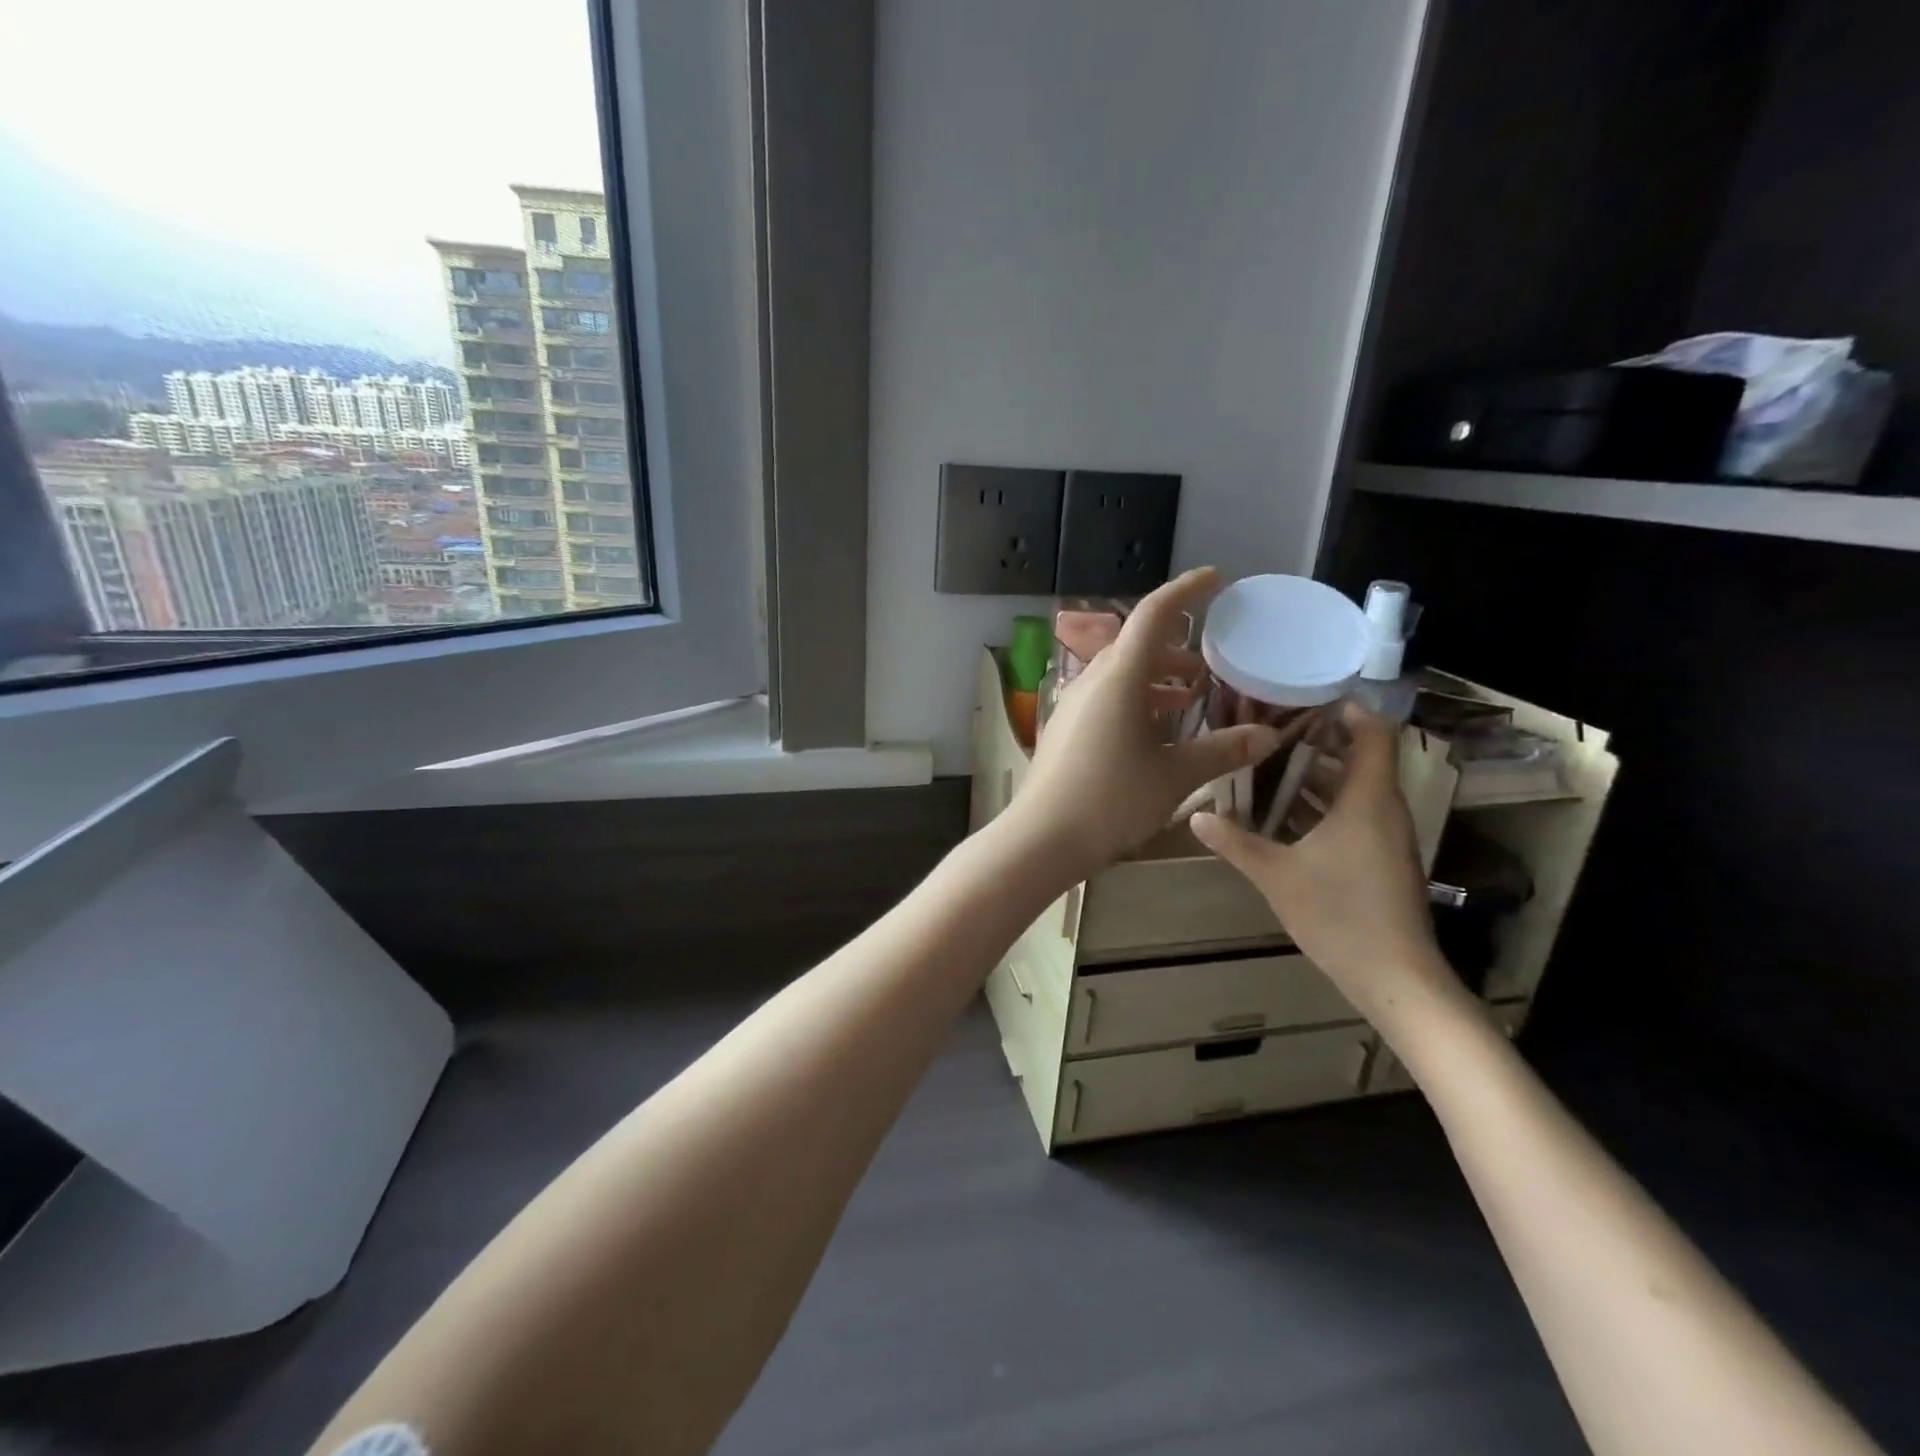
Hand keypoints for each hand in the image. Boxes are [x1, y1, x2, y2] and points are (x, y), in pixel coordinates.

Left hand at [1003, 568, 1287, 881]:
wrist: (1042, 837)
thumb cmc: (1112, 799)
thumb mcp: (1174, 775)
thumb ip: (1221, 750)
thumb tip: (1268, 735)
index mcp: (1120, 676)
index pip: (1154, 614)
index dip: (1186, 590)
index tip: (1215, 579)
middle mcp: (1093, 680)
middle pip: (1137, 644)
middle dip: (1177, 646)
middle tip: (1212, 660)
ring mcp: (1075, 704)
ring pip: (1122, 674)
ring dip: (1157, 677)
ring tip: (1193, 696)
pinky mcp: (1067, 728)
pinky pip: (1107, 697)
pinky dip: (1137, 699)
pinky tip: (1157, 729)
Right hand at [1190, 706, 1469, 1034]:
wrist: (1395, 978)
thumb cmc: (1339, 915)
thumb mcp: (1276, 875)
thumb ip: (1235, 842)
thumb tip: (1196, 816)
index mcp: (1367, 800)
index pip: (1373, 734)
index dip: (1346, 710)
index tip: (1303, 698)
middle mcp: (1383, 809)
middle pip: (1358, 758)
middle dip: (1316, 741)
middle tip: (1266, 729)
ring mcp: (1386, 836)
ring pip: (1353, 789)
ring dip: (1315, 776)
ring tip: (1265, 765)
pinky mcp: (1381, 859)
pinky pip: (1353, 815)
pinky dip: (1322, 805)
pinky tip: (1282, 815)